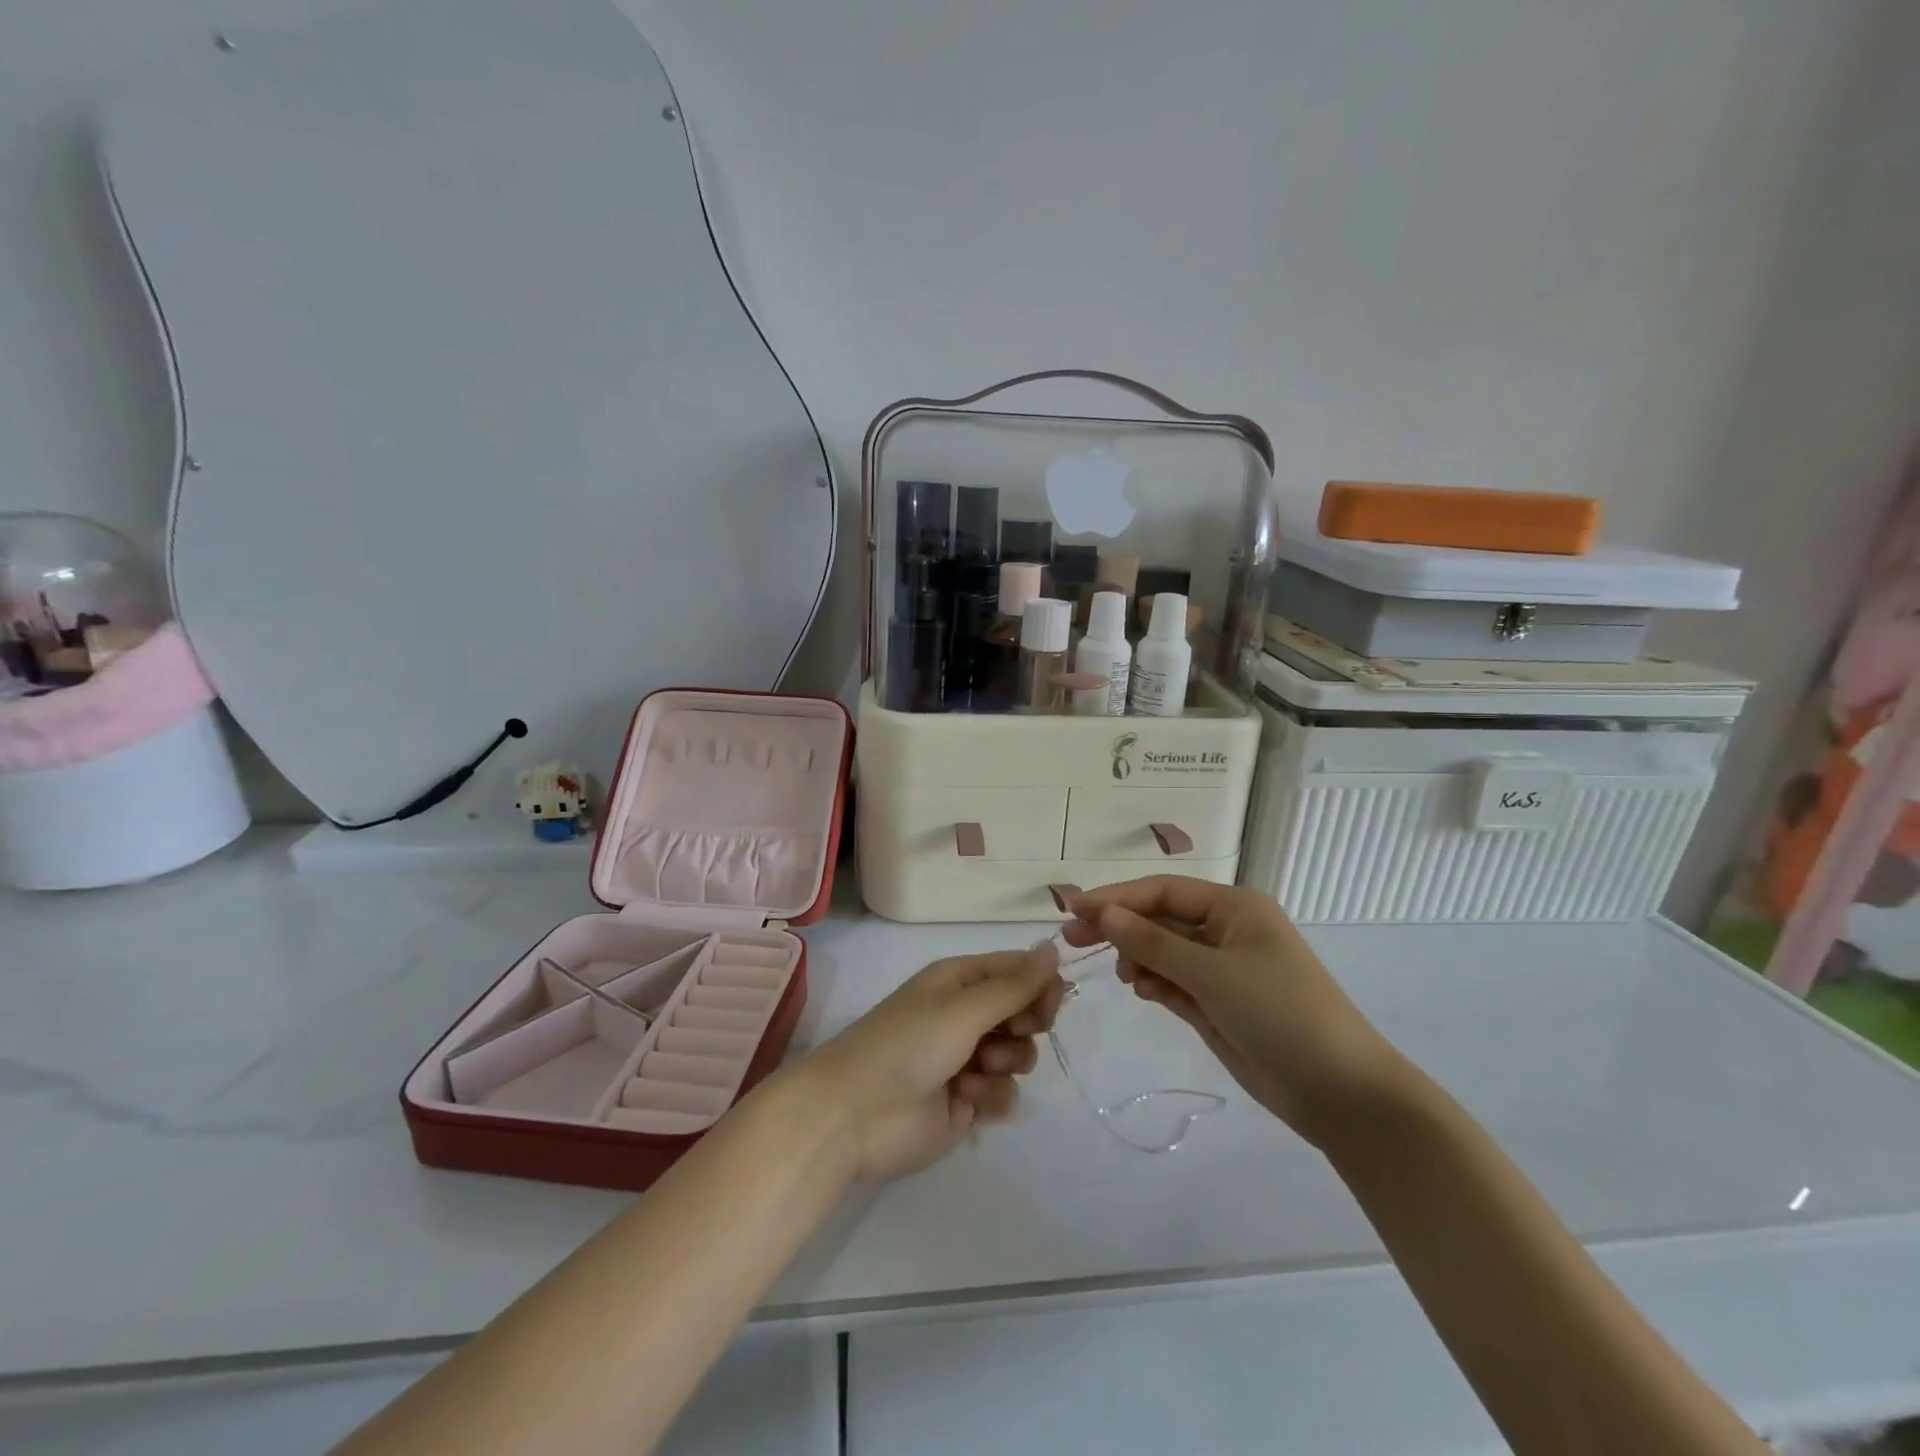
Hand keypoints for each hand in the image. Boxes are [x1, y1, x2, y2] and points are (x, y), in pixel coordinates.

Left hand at [789, 945, 1067, 1183]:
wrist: (854, 1116)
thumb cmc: (907, 1045)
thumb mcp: (963, 1008)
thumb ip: (1013, 985)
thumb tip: (1052, 948)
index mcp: (958, 981)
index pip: (1015, 970)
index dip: (1039, 983)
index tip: (1052, 1003)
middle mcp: (964, 1016)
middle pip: (1022, 1012)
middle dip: (1025, 1025)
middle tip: (1015, 1032)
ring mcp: (966, 1061)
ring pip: (1019, 1055)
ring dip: (1007, 1063)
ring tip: (977, 1071)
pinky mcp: (966, 1102)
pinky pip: (1004, 1094)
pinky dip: (991, 1097)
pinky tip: (967, 1101)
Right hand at [1063, 877, 1405, 1144]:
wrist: (1340, 1092)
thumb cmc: (1280, 1013)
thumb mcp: (1212, 973)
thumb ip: (1153, 942)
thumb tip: (1103, 914)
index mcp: (1235, 907)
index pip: (1163, 890)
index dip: (1117, 897)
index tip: (1074, 909)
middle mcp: (1227, 930)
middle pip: (1160, 918)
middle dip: (1120, 926)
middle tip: (1072, 939)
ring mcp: (1222, 968)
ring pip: (1164, 951)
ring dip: (1138, 957)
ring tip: (1126, 977)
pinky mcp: (1218, 1003)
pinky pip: (1174, 981)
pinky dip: (1154, 983)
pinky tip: (1142, 991)